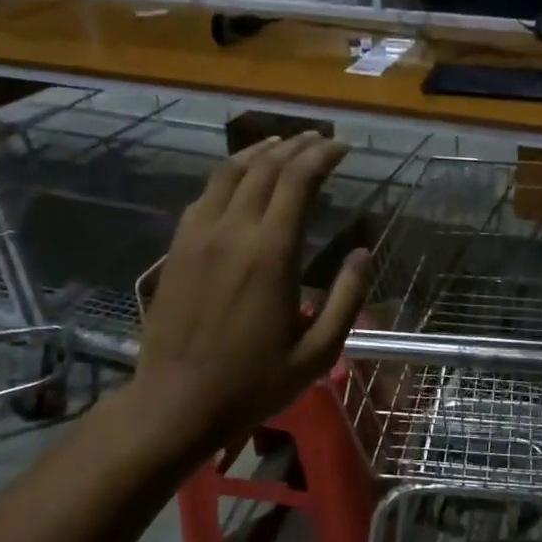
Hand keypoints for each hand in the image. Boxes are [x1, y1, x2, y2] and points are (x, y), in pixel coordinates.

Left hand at [131, 133, 369, 457]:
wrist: (177, 401)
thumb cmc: (253, 383)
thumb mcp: (316, 354)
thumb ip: (345, 300)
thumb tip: (364, 254)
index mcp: (271, 255)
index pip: (297, 181)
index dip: (322, 156)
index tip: (342, 148)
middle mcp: (232, 232)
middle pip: (264, 167)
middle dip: (295, 146)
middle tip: (318, 141)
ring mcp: (198, 236)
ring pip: (228, 173)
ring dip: (259, 153)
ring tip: (281, 145)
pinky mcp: (177, 248)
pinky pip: (204, 196)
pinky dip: (228, 176)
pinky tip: (239, 181)